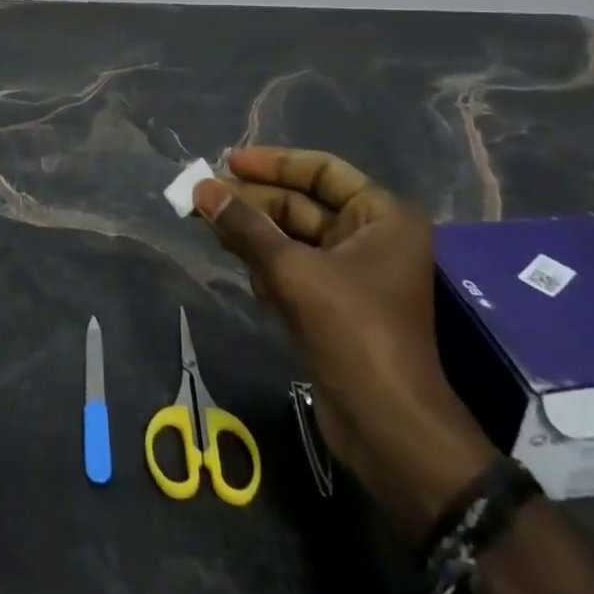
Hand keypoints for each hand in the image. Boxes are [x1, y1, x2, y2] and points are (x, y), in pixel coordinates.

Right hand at [195, 148, 497, 539]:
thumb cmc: (354, 333)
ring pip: (291, 237)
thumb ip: (246, 227)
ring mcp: (352, 275)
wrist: (390, 431)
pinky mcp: (333, 307)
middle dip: (253, 201)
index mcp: (381, 218)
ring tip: (206, 222)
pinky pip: (291, 268)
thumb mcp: (294, 272)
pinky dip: (262, 262)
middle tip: (203, 196)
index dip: (275, 163)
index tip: (230, 162)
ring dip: (251, 230)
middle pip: (303, 203)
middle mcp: (370, 239)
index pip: (323, 171)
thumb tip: (202, 189)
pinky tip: (234, 261)